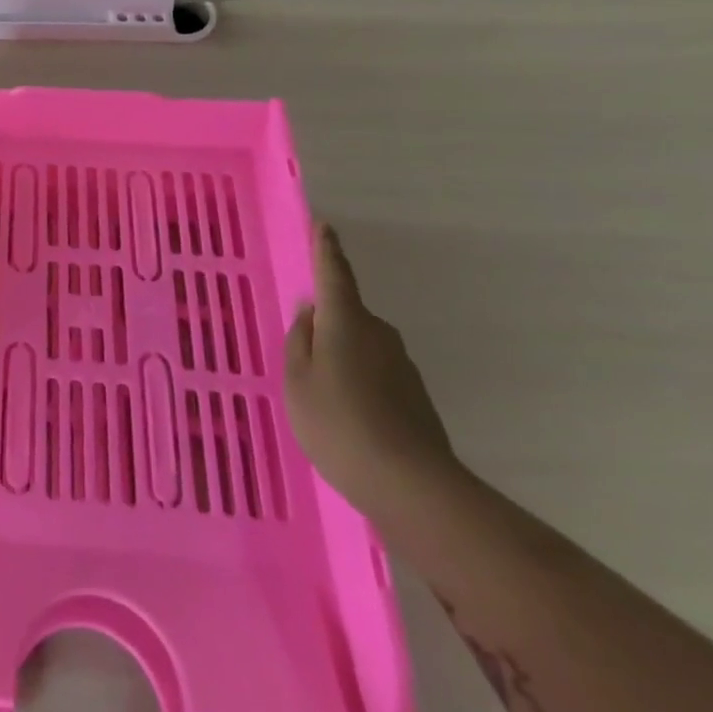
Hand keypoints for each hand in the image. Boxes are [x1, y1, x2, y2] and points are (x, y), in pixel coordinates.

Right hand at [285, 223, 462, 528]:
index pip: (334, 273)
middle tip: (303, 351)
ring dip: (342, 358)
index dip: (326, 249)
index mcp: (346, 320)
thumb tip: (312, 312)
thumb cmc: (338, 421)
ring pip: (361, 347)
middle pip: (347, 315)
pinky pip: (375, 374)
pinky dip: (358, 383)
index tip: (324, 225)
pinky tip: (347, 417)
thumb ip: (301, 340)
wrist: (411, 485)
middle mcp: (379, 334)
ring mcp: (401, 366)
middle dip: (327, 323)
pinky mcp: (414, 396)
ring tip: (321, 395)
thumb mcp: (298, 379)